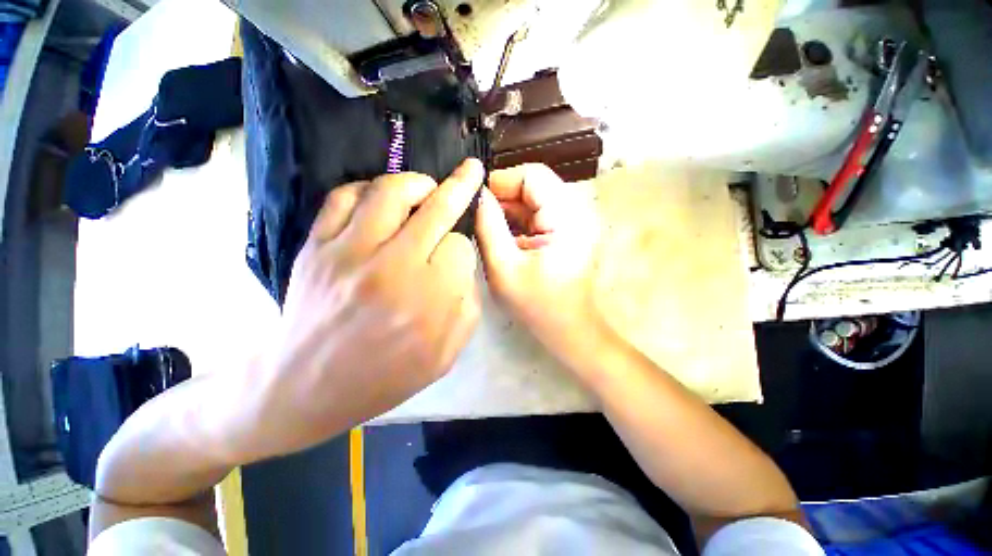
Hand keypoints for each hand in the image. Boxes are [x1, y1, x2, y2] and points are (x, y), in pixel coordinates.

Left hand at [247, 160, 483, 458]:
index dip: (463, 250)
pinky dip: (369, 189)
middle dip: (461, 186)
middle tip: (471, 171)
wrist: (307, 387)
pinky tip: (381, 201)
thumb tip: (463, 264)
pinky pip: (344, 196)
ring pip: (391, 190)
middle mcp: (394, 267)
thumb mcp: (447, 353)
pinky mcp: (317, 246)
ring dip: (418, 183)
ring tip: (427, 187)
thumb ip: (467, 305)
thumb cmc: (386, 376)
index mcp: (430, 299)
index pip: (461, 247)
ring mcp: (349, 252)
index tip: (455, 260)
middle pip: (437, 208)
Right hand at [475, 163, 601, 352]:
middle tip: (479, 217)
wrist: (568, 328)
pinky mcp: (569, 229)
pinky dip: (519, 219)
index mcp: (568, 217)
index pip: (532, 175)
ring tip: (489, 228)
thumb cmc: (537, 305)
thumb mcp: (503, 267)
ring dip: (510, 209)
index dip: (500, 182)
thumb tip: (475, 193)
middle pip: (534, 183)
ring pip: (534, 197)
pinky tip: (505, 235)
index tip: (476, 201)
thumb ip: (488, 226)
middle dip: (503, 197)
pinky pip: (539, 211)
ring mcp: (575, 219)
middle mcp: (577, 210)